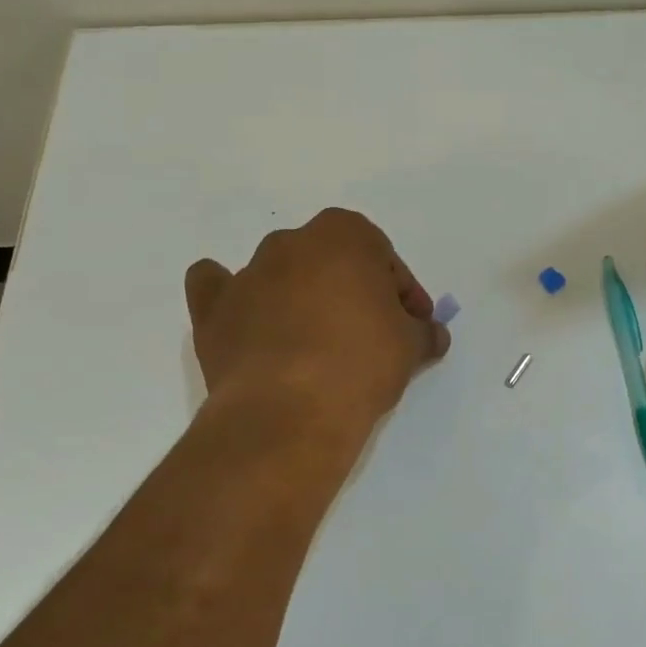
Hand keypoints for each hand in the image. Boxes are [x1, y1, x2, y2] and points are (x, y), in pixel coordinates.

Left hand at [185, 209, 449, 434]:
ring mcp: (247, 274)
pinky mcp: (212, 310)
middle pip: (332, 262)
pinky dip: (233, 299)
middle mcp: (292, 242)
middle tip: (371, 334)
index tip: (412, 325)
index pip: (384, 258)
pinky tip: (248, 320)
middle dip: (353, 291)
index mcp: (344, 234)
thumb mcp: (410, 346)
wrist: (289, 412)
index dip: (403, 293)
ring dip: (301, 297)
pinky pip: (219, 289)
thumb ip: (424, 332)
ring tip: (317, 344)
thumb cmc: (360, 363)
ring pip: (281, 274)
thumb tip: (433, 335)